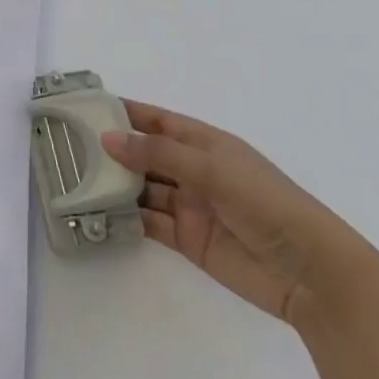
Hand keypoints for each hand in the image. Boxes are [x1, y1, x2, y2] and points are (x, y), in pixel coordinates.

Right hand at [100, 100, 377, 326]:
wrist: (310, 272)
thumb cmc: (266, 203)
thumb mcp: (212, 168)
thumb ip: (158, 153)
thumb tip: (106, 138)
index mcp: (206, 144)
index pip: (157, 121)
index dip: (125, 112)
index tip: (86, 106)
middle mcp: (195, 171)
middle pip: (145, 155)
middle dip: (111, 150)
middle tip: (67, 146)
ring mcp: (190, 206)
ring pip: (142, 189)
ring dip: (114, 185)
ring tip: (73, 180)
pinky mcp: (187, 239)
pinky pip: (148, 222)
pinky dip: (125, 218)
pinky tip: (97, 214)